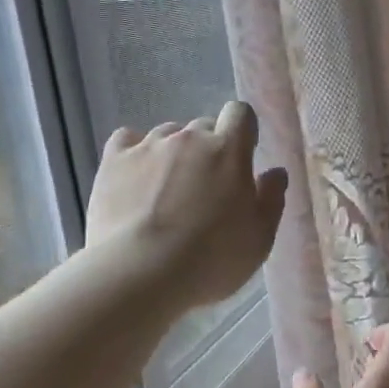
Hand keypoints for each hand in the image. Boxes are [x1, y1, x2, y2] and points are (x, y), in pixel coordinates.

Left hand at [86, 101, 289, 309]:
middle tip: (204, 188)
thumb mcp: (259, 239)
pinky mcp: (113, 161)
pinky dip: (133, 153)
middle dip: (207, 149)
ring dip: (172, 153)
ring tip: (166, 190)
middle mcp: (188, 138)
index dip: (241, 131)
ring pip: (166, 135)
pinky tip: (134, 177)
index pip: (240, 114)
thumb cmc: (211, 260)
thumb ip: (271, 199)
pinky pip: (126, 140)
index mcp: (228, 152)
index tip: (241, 156)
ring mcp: (148, 146)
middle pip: (202, 127)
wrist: (141, 273)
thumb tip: (275, 172)